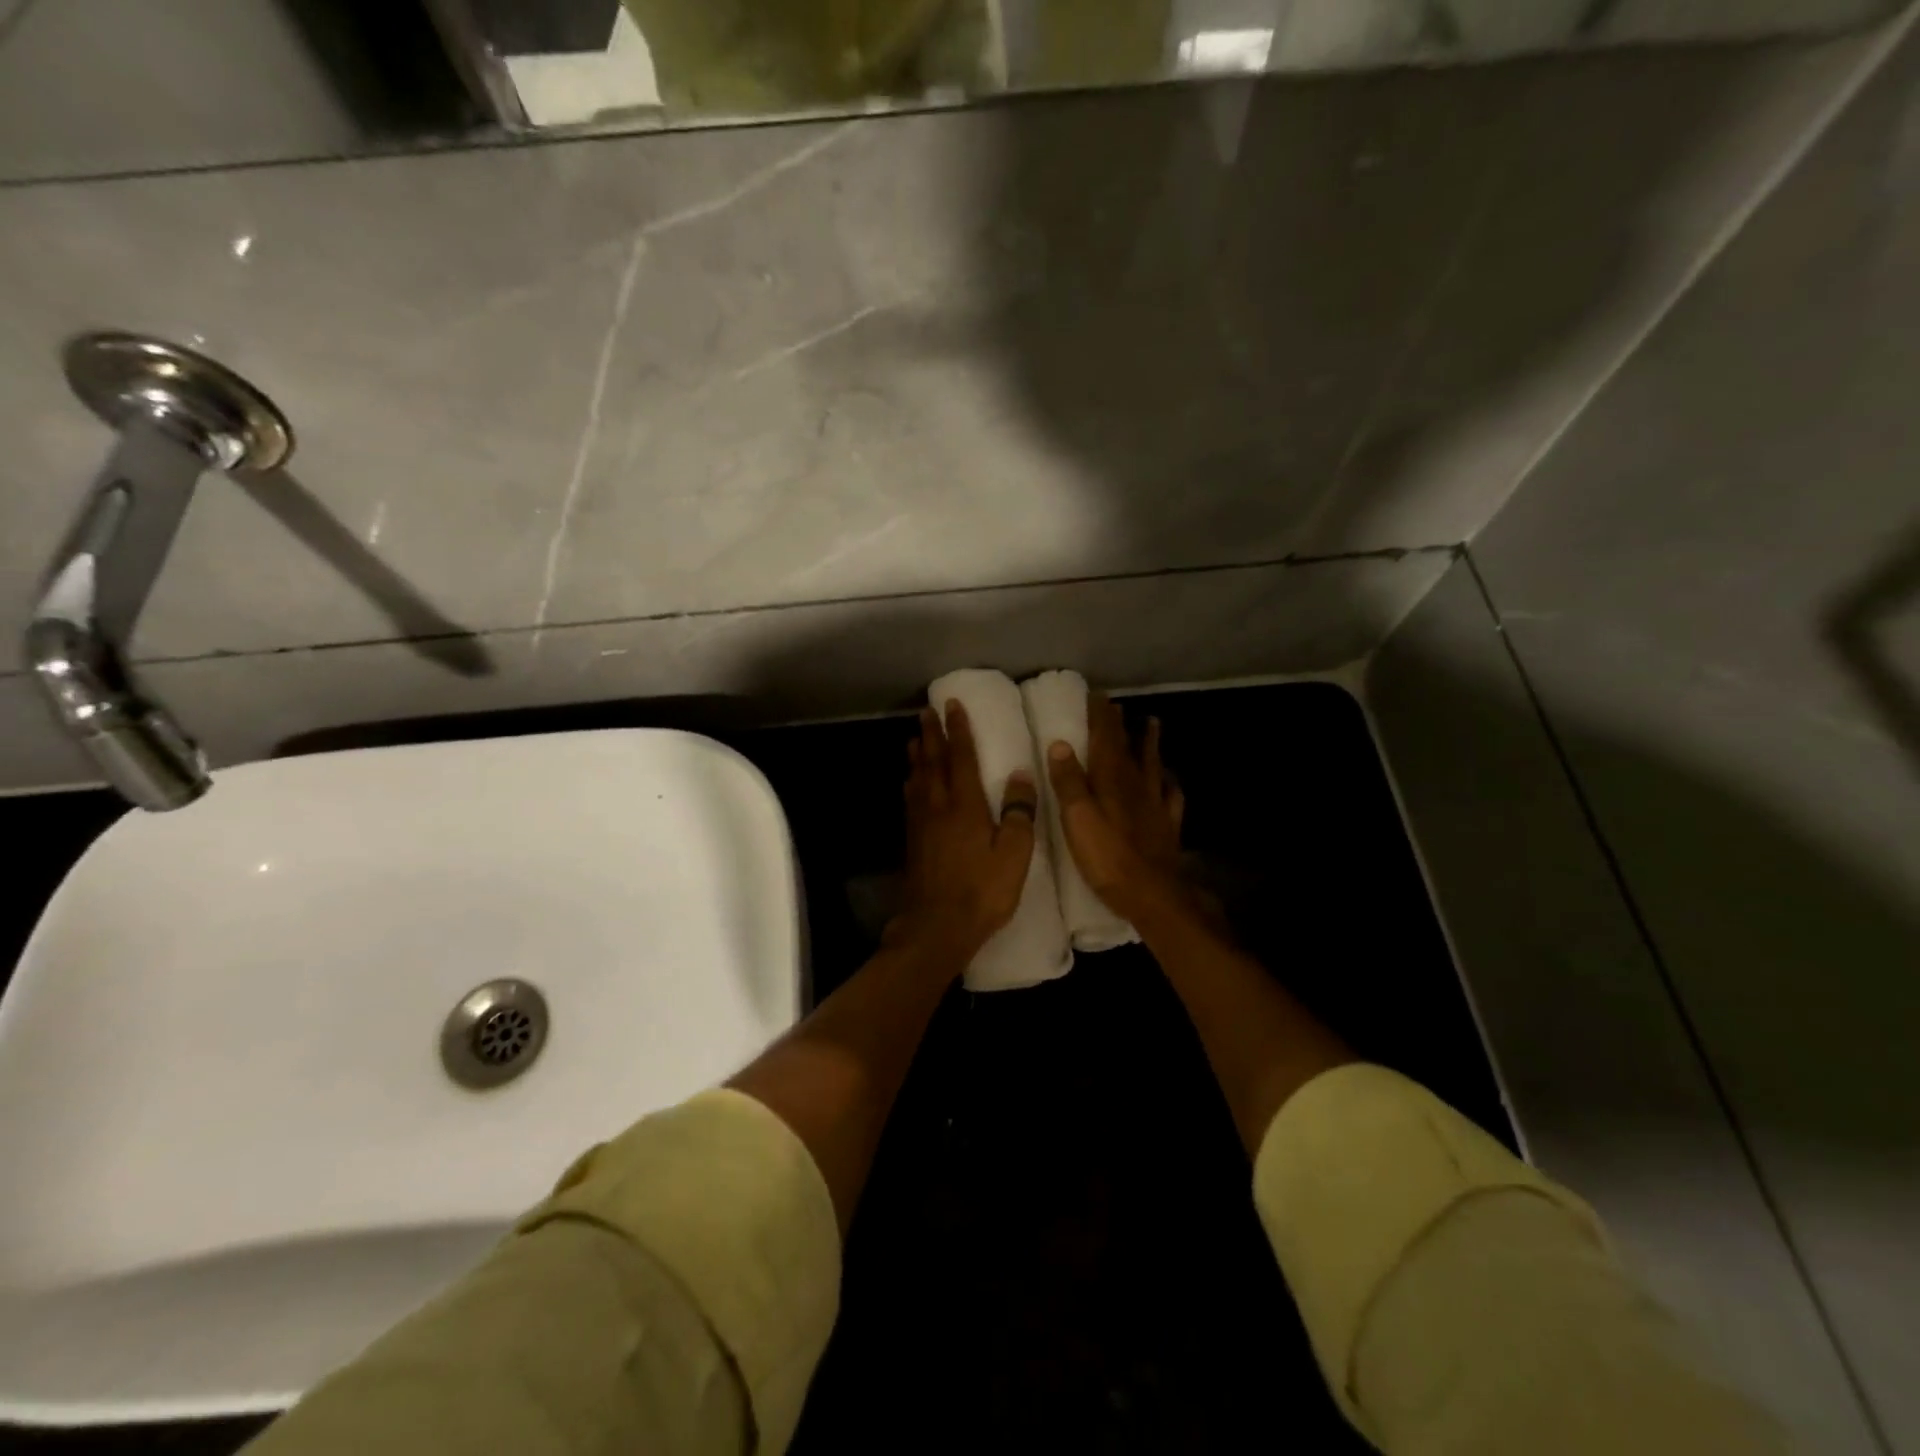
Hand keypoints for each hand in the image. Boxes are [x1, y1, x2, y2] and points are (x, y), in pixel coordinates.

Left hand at [891, 701, 1038, 965]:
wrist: (936, 927)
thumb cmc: (982, 891)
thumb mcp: (1014, 854)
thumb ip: (1019, 812)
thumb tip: (1021, 774)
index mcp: (965, 806)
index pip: (961, 758)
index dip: (958, 730)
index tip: (952, 705)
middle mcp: (938, 807)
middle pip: (933, 762)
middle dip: (932, 734)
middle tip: (926, 712)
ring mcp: (921, 824)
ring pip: (917, 779)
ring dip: (918, 755)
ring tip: (916, 739)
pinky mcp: (913, 842)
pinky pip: (911, 799)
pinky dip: (912, 782)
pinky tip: (912, 783)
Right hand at [1046, 693, 1187, 922]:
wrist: (1153, 894)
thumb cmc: (1107, 857)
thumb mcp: (1077, 818)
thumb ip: (1068, 782)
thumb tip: (1060, 744)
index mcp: (1111, 781)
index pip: (1105, 740)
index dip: (1100, 717)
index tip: (1096, 695)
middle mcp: (1135, 786)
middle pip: (1127, 748)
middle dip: (1120, 725)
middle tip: (1117, 706)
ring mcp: (1155, 805)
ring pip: (1152, 765)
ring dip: (1150, 743)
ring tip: (1152, 724)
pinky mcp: (1166, 826)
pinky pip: (1170, 796)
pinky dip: (1169, 783)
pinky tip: (1169, 780)